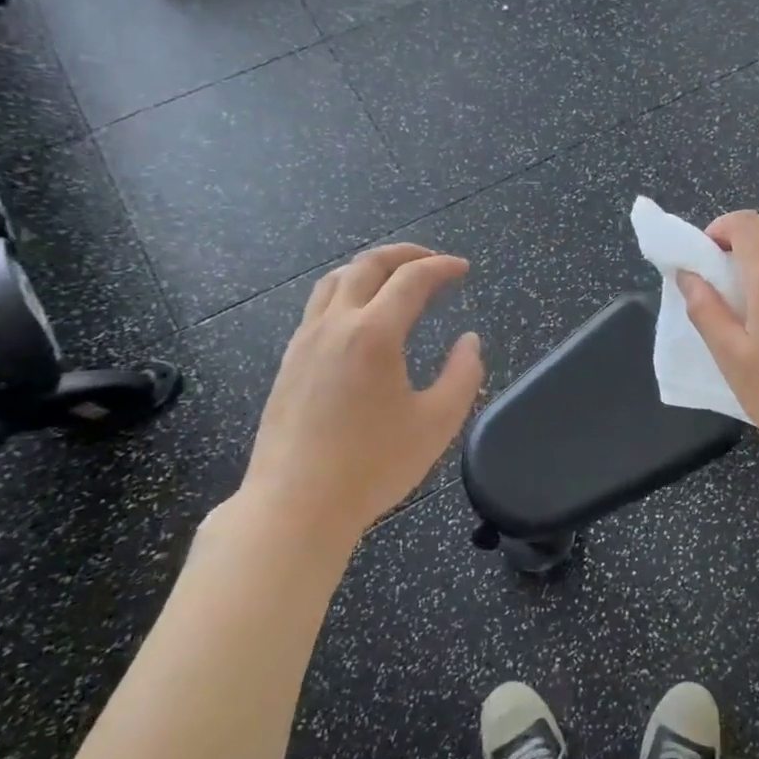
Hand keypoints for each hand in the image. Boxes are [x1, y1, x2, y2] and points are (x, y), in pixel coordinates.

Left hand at [231, 244, 483, 559]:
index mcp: (374, 333)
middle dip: (405, 254)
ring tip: (395, 281)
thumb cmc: (373, 465)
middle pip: (367, 265)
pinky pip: (318, 306)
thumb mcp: (437, 422)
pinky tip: (361, 319)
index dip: (441, 267)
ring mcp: (305, 341)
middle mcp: (335, 325)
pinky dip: (347, 293)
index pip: (411, 279)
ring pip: (335, 280)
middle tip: (433, 262)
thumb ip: (463, 374)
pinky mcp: (289, 362)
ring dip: (370, 269)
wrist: (296, 504)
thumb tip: (469, 341)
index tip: (463, 269)